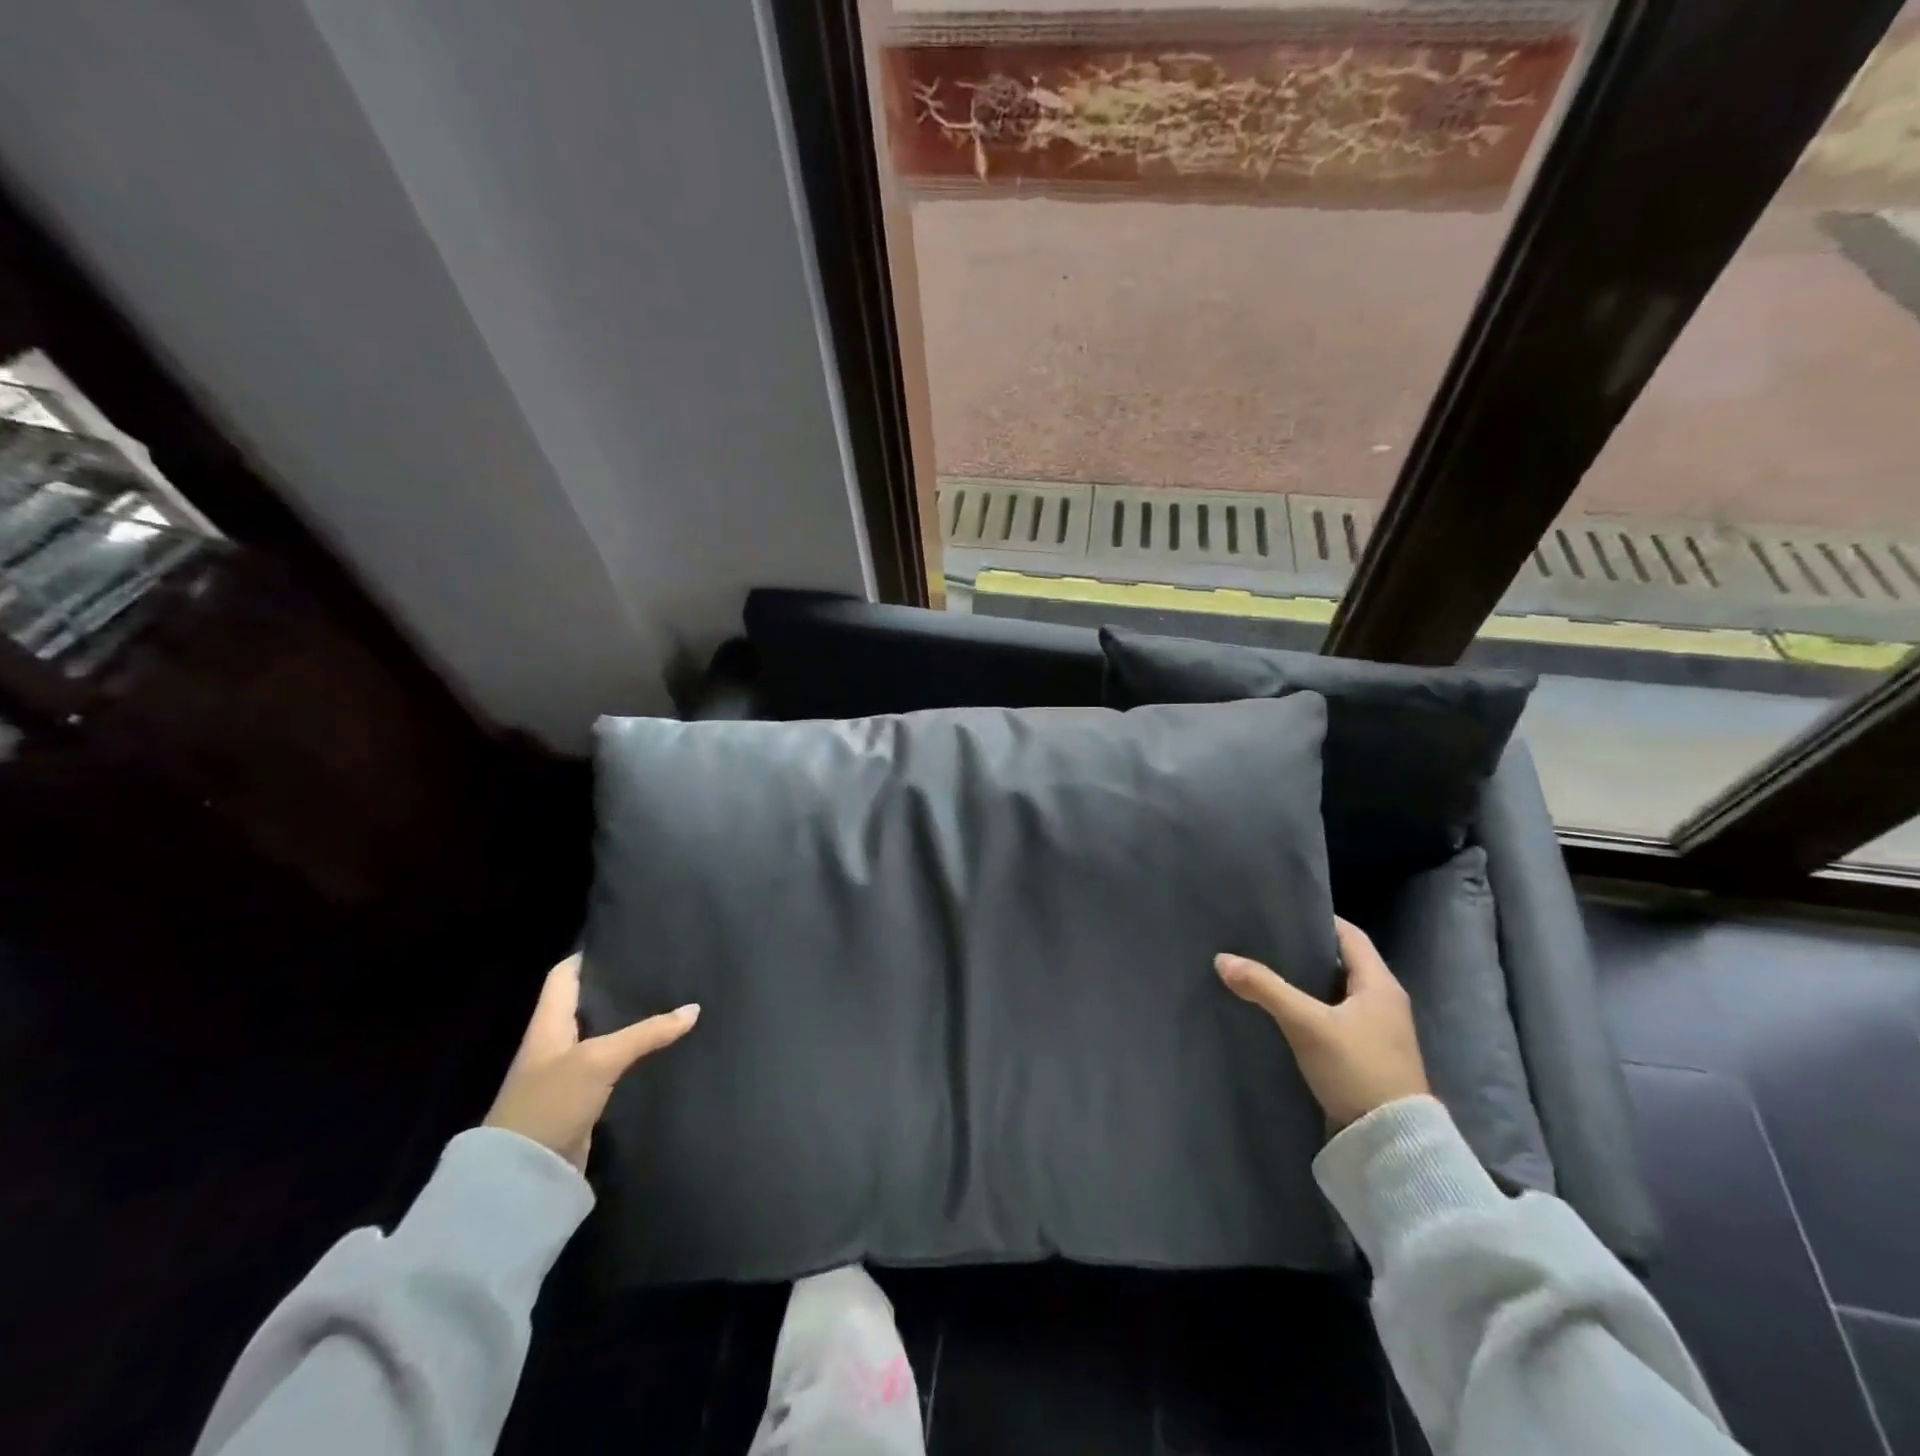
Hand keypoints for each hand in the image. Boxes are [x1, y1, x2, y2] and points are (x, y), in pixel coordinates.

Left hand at [484, 954, 699, 1170]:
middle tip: (658, 968)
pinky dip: (632, 1054)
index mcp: (548, 1023)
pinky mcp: (582, 1099)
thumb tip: (693, 1009)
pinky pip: (611, 1065)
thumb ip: (647, 1033)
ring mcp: (567, 1072)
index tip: (624, 939)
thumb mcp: (600, 1059)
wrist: (523, 1176)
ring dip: (628, 1021)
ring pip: (602, 1034)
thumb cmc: (551, 1101)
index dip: (588, 955)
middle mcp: (555, 1042)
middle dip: (617, 986)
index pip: (564, 975)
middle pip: (586, 1002)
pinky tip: (659, 1047)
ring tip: (668, 1000)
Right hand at [1215, 917, 1427, 1128]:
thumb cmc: (1357, 1069)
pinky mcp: (1367, 1057)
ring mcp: (1378, 1033)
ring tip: (1266, 974)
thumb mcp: (1306, 1024)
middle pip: (1342, 963)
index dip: (1319, 920)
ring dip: (1306, 984)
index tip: (1283, 913)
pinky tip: (1283, 1014)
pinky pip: (1335, 1020)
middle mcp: (1385, 1003)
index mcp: (1380, 984)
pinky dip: (1311, 1011)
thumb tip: (1222, 959)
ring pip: (1336, 994)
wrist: (1393, 1145)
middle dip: (1306, 952)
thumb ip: (1265, 988)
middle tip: (1265, 942)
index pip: (1350, 935)